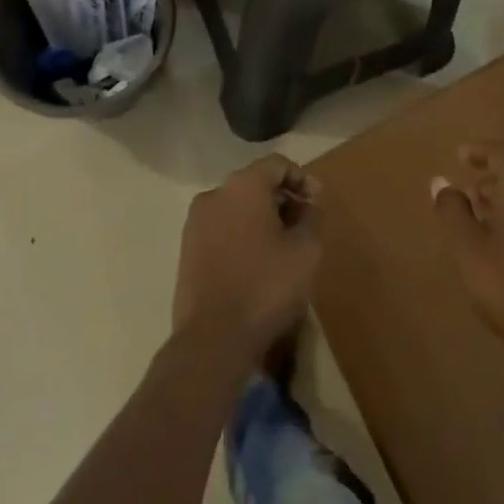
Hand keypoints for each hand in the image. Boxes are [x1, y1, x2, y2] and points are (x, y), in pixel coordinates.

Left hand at [172, 155, 322, 364]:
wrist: (212, 339)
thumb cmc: (266, 286)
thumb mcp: (306, 250)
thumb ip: (311, 217)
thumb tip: (308, 204)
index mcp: (243, 185)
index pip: (277, 164)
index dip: (302, 179)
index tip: (317, 203)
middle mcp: (215, 194)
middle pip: (255, 184)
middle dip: (282, 199)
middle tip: (303, 225)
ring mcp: (196, 222)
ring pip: (236, 207)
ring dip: (261, 218)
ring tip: (281, 247)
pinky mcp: (187, 250)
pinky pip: (221, 229)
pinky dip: (241, 235)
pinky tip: (256, 263)